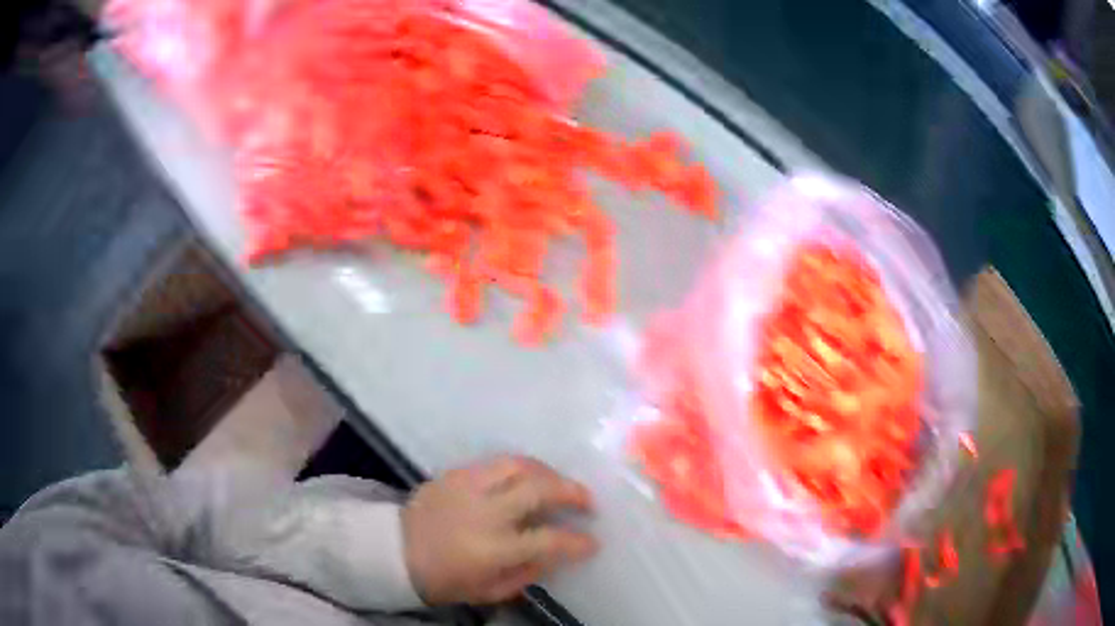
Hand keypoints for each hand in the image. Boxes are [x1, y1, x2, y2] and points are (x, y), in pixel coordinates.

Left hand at [401, 455, 597, 605]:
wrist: (393, 551)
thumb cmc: (443, 578)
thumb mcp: (488, 591)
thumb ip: (526, 573)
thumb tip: (554, 554)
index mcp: (493, 549)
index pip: (548, 540)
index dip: (577, 541)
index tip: (592, 541)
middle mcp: (484, 512)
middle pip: (539, 489)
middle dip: (571, 491)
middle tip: (586, 500)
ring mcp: (468, 486)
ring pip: (519, 465)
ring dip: (548, 472)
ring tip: (558, 483)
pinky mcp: (454, 473)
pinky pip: (495, 462)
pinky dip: (519, 468)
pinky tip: (527, 478)